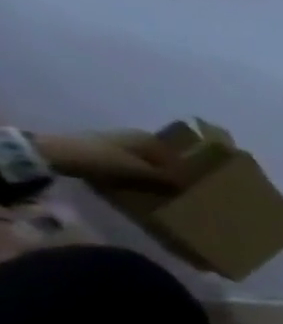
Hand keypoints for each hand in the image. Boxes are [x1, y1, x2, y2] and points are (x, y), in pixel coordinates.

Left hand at [34, 132, 184, 191]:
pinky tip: (126, 181)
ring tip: (146, 187)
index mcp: (148, 138)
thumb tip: (184, 187)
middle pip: (155, 157)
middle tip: (166, 188)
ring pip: (138, 159)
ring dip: (144, 171)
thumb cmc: (105, 160)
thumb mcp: (140, 172)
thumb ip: (164, 180)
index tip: (183, 185)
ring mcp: (113, 139)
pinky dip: (128, 170)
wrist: (55, 153)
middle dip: (161, 171)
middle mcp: (134, 135)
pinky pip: (122, 161)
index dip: (179, 171)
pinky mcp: (97, 147)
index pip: (173, 156)